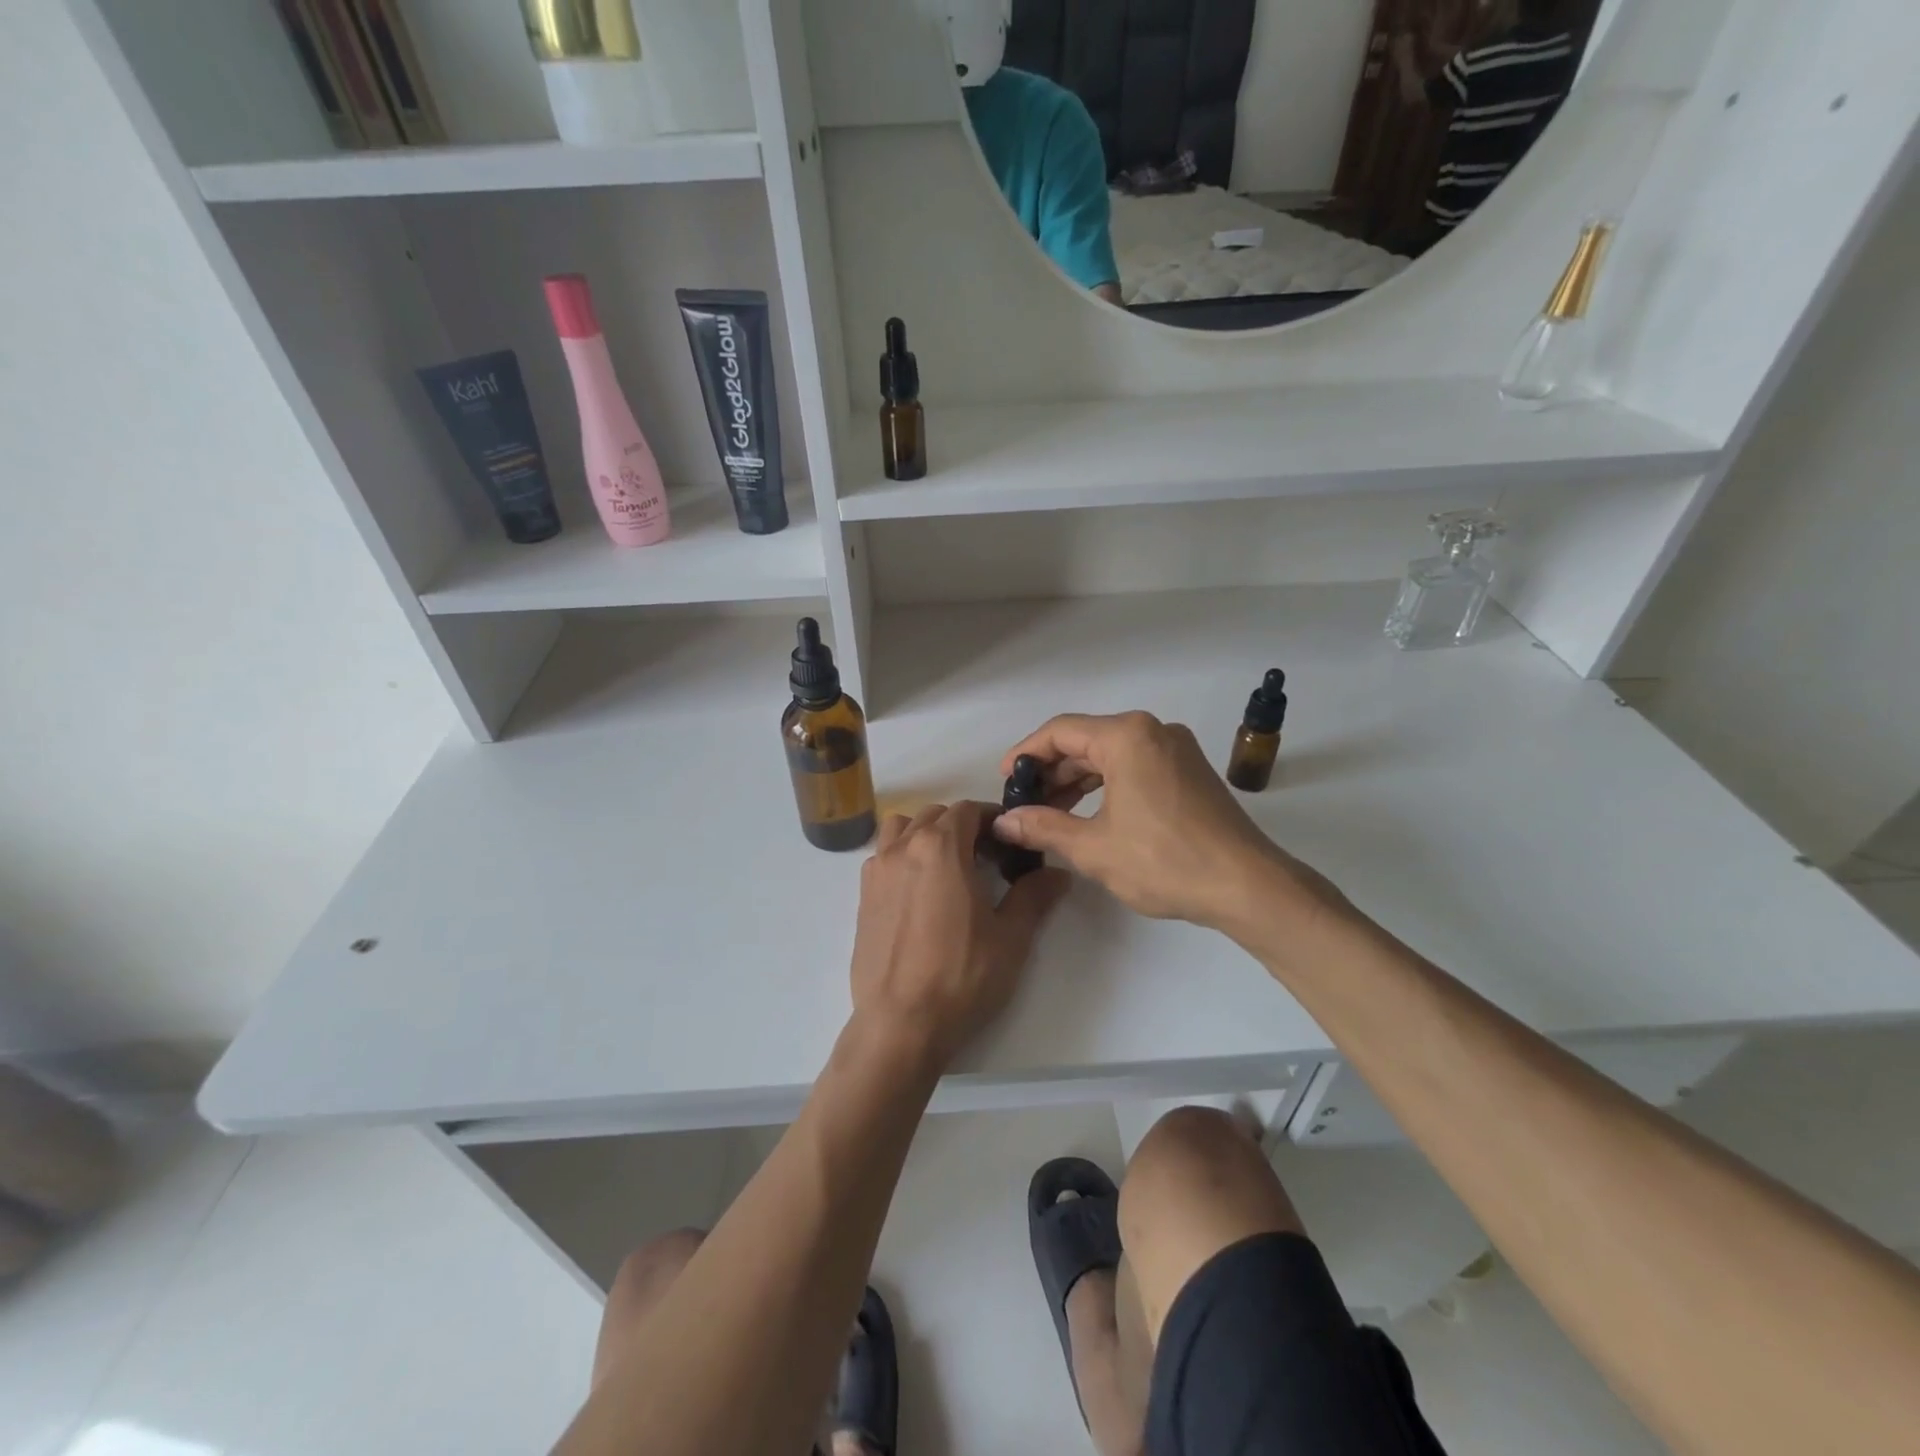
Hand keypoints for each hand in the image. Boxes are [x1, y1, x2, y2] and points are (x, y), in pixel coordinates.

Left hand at [850, 801, 1069, 1066]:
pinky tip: (919, 892)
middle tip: (987, 859)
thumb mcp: (1010, 937)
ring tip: (947, 868)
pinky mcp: (862, 895)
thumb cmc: (960, 976)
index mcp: (941, 847)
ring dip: (926, 834)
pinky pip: (883, 856)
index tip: (1009, 844)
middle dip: (963, 827)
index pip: (969, 810)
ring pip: (902, 829)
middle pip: (935, 815)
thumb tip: (1057, 873)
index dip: (993, 820)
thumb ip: (1034, 896)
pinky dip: (903, 856)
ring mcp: (877, 870)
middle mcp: (904, 847)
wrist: (900, 1022)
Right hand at [990, 712, 1335, 932]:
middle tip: (1024, 803)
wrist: (1247, 886)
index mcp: (1127, 736)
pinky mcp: (1189, 771)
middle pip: (1086, 740)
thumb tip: (1003, 822)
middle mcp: (1153, 731)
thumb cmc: (1164, 861)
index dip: (1026, 753)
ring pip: (1111, 754)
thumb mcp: (1093, 847)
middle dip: (1051, 771)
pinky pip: (1135, 766)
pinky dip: (1107, 785)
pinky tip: (1089, 813)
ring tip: (1050, 812)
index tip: (1005, 781)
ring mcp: (1176, 749)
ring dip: (1077, 780)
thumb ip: (1042, 827)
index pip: (1060, 731)